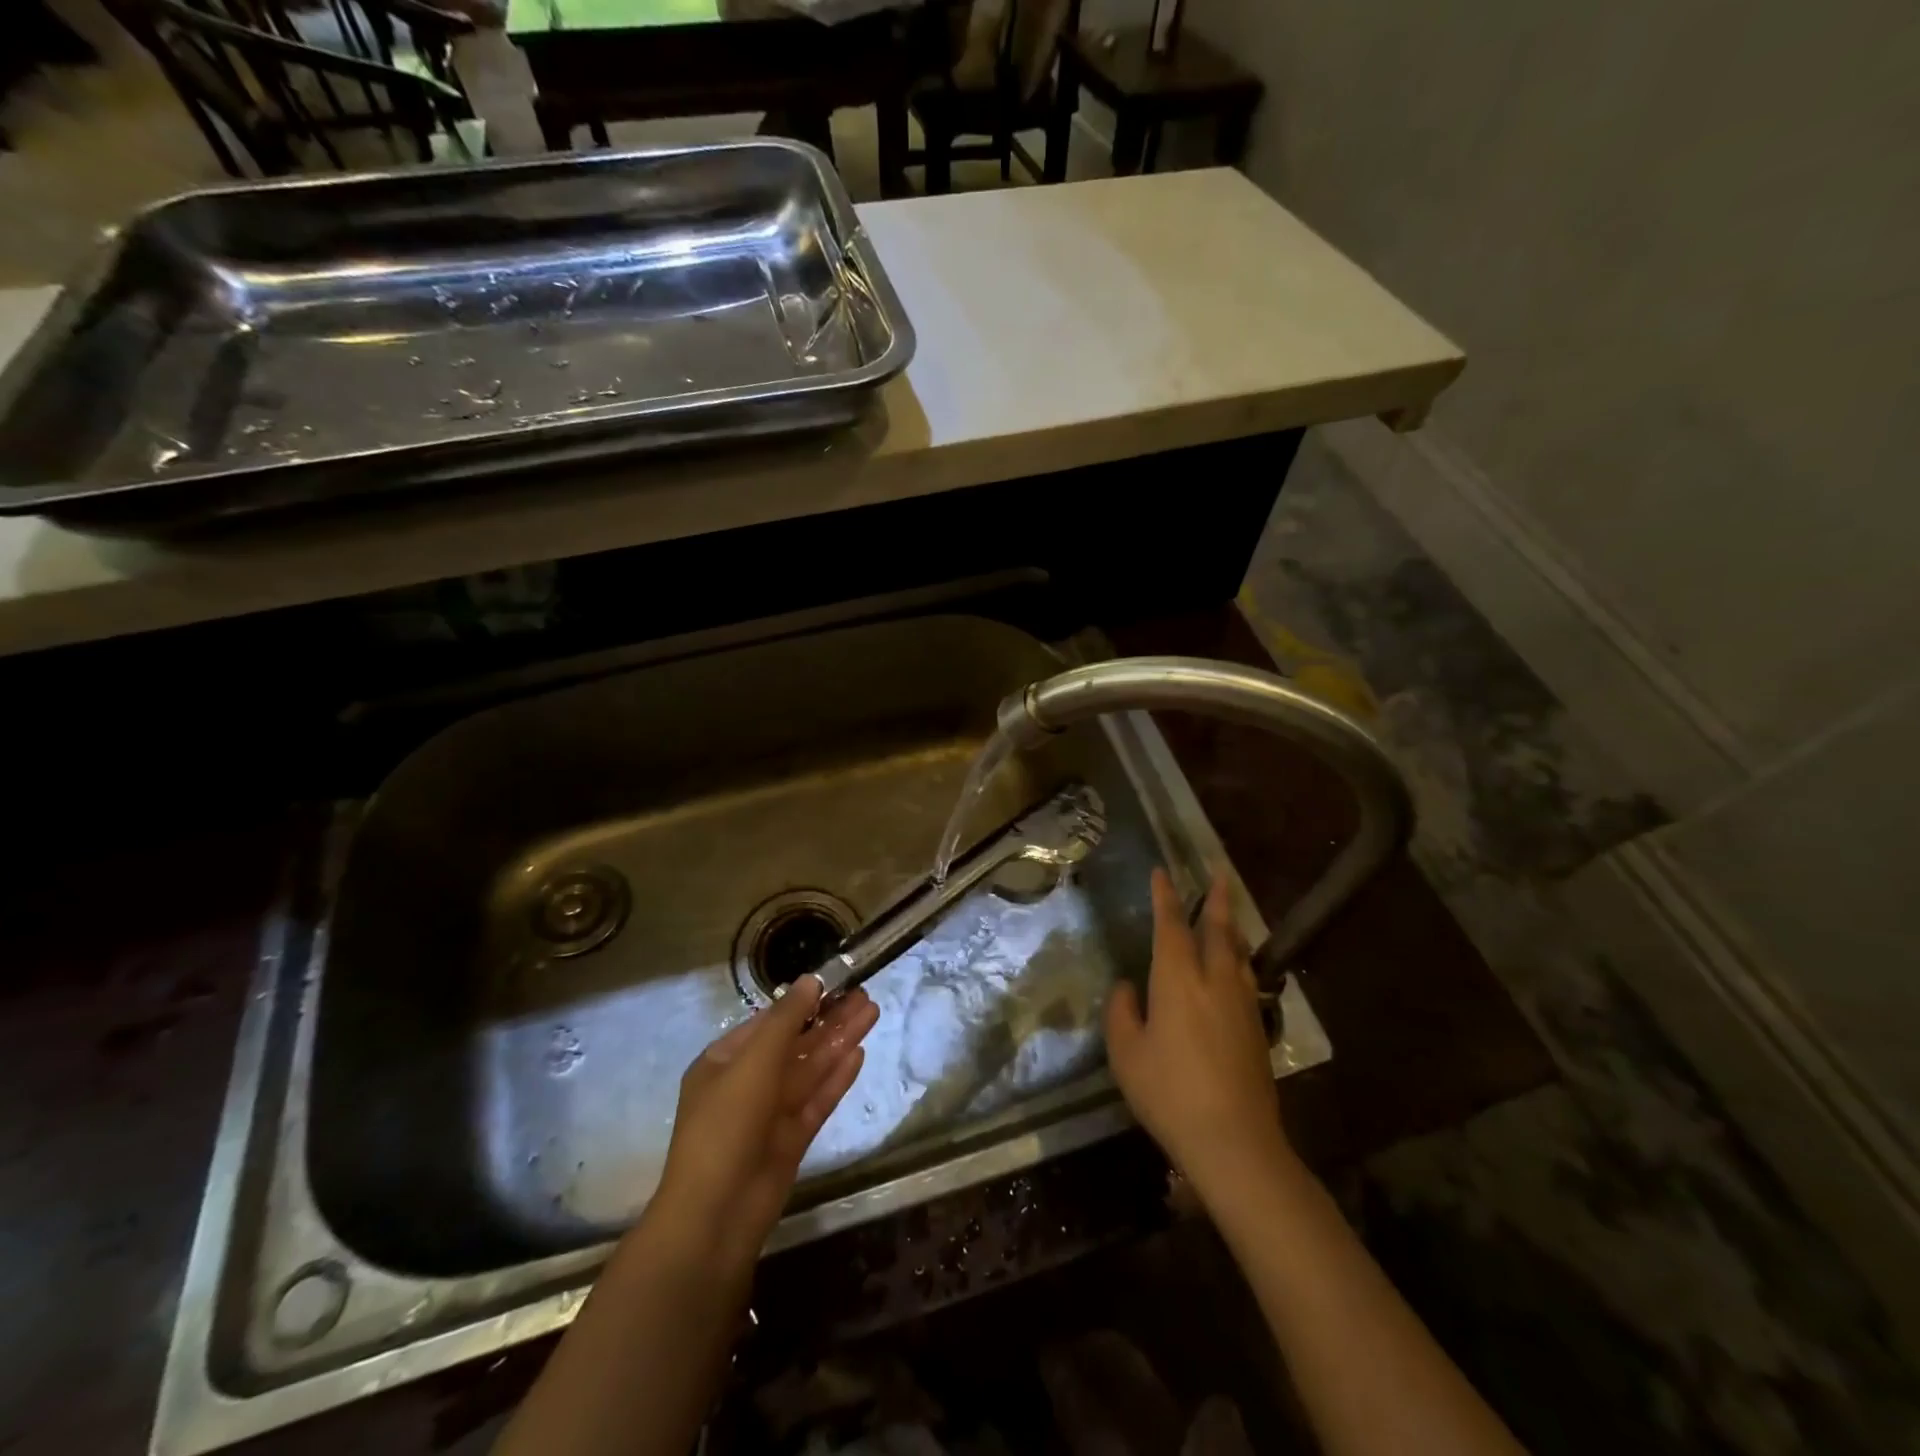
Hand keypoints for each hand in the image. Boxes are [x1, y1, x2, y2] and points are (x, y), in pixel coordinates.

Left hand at [645, 977, 878, 1276]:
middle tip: (864, 994)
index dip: (801, 1002)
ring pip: (810, 1069)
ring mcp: (770, 1113)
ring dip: (839, 1041)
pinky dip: (837, 1077)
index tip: (834, 982)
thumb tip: (810, 980)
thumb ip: (786, 1020)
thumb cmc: (726, 1126)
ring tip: (872, 1012)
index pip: (767, 1022)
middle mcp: (747, 1083)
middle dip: (828, 1019)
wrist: (716, 1216)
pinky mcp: (792, 1139)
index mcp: (724, 1062)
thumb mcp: (753, 1063)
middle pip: (795, 1043)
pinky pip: (817, 1099)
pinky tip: (860, 1053)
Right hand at [1104, 869, 1292, 1200]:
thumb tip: (1129, 988)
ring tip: (1228, 914)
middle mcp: (1214, 981)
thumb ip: (1123, 1013)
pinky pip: (1247, 978)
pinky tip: (1238, 970)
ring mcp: (1241, 1005)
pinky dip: (1240, 959)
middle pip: (1218, 930)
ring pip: (1238, 953)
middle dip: (1216, 899)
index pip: (1170, 926)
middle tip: (1220, 872)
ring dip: (1232, 927)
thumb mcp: (1127, 1054)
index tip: (1161, 872)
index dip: (1164, 897)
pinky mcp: (1256, 1029)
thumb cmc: (1169, 1092)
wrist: (1234, 1141)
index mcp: (1177, 980)